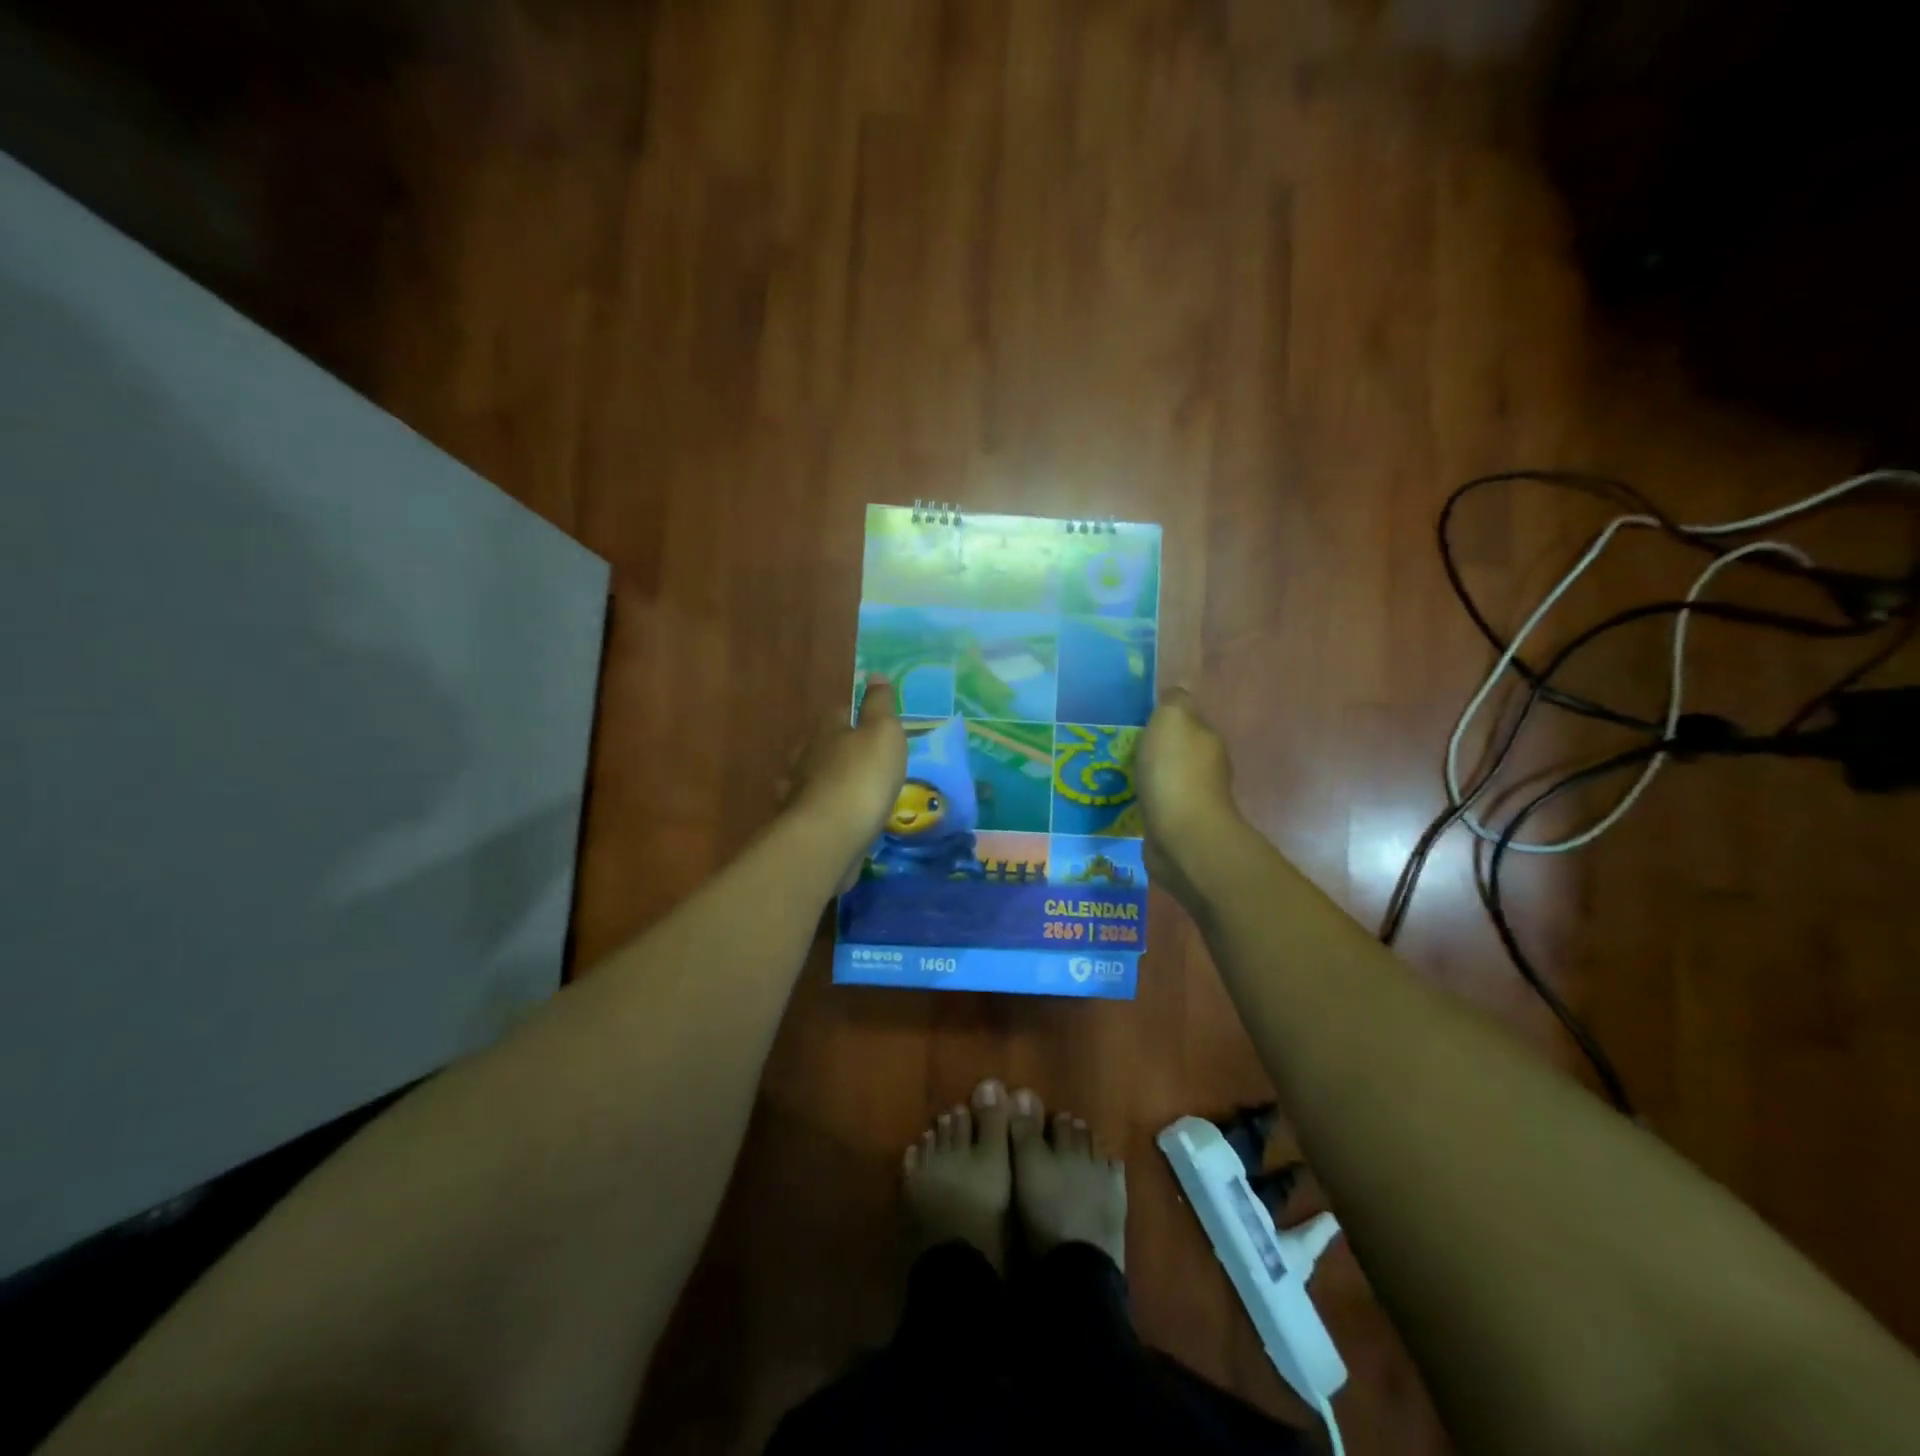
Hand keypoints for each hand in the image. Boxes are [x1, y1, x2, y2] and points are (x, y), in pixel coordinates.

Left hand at [788, 676, 907, 880]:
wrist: (832, 834)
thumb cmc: (864, 776)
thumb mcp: (883, 733)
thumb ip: (878, 705)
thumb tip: (875, 674)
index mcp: (827, 731)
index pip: (838, 714)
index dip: (853, 715)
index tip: (868, 721)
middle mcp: (806, 757)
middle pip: (818, 746)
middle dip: (832, 749)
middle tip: (854, 757)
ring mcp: (798, 792)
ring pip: (807, 779)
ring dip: (820, 781)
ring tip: (841, 789)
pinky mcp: (799, 825)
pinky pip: (809, 811)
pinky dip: (819, 811)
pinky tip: (831, 818)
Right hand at [1137, 688, 1239, 904]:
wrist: (1182, 837)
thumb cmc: (1174, 774)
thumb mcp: (1171, 721)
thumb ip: (1173, 703)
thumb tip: (1173, 695)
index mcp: (1206, 739)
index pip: (1185, 720)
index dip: (1161, 717)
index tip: (1131, 719)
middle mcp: (1205, 768)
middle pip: (1175, 750)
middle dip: (1151, 748)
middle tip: (1116, 747)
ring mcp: (1192, 800)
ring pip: (1164, 778)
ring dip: (1145, 776)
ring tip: (1113, 774)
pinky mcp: (1176, 826)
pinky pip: (1156, 805)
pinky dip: (1143, 801)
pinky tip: (1123, 801)